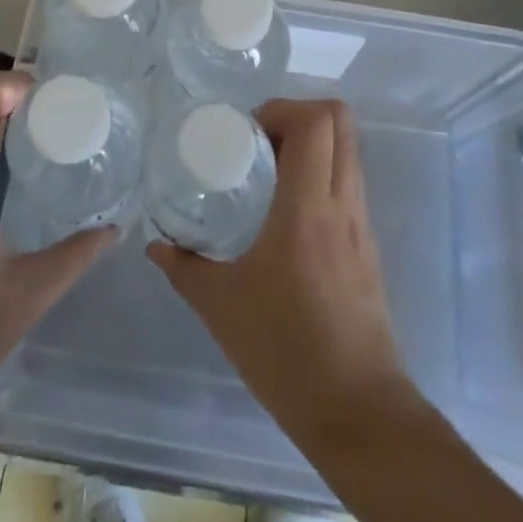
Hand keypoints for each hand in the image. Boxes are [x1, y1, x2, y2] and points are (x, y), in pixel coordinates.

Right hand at [147, 99, 409, 437]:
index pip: (316, 123)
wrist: (359, 413)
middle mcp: (341, 204)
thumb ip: (185, 267)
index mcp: (306, 210)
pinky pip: (348, 180)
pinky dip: (320, 171)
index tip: (247, 129)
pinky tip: (285, 206)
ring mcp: (360, 222)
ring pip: (348, 149)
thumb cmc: (287, 355)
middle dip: (298, 112)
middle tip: (258, 138)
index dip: (282, 108)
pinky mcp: (366, 243)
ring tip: (268, 167)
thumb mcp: (222, 308)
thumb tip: (155, 244)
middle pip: (340, 121)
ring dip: (311, 141)